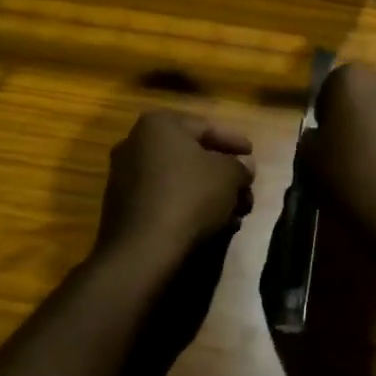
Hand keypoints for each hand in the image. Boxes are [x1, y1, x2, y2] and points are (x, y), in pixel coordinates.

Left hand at [95, 110, 255, 264]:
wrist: (143, 249)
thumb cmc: (190, 196)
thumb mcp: (229, 176)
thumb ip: (240, 167)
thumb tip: (244, 166)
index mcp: (158, 125)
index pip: (205, 127)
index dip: (234, 141)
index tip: (252, 154)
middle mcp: (135, 144)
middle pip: (191, 155)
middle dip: (222, 173)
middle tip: (245, 187)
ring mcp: (124, 178)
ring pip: (179, 180)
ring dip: (209, 194)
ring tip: (235, 213)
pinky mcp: (122, 209)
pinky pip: (164, 200)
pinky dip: (188, 208)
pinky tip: (212, 225)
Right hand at [301, 65, 375, 268]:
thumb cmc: (354, 180)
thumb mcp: (311, 161)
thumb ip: (311, 139)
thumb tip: (320, 135)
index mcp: (352, 79)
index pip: (329, 87)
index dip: (325, 114)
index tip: (324, 139)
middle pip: (362, 94)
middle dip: (353, 115)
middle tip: (345, 148)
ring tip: (369, 161)